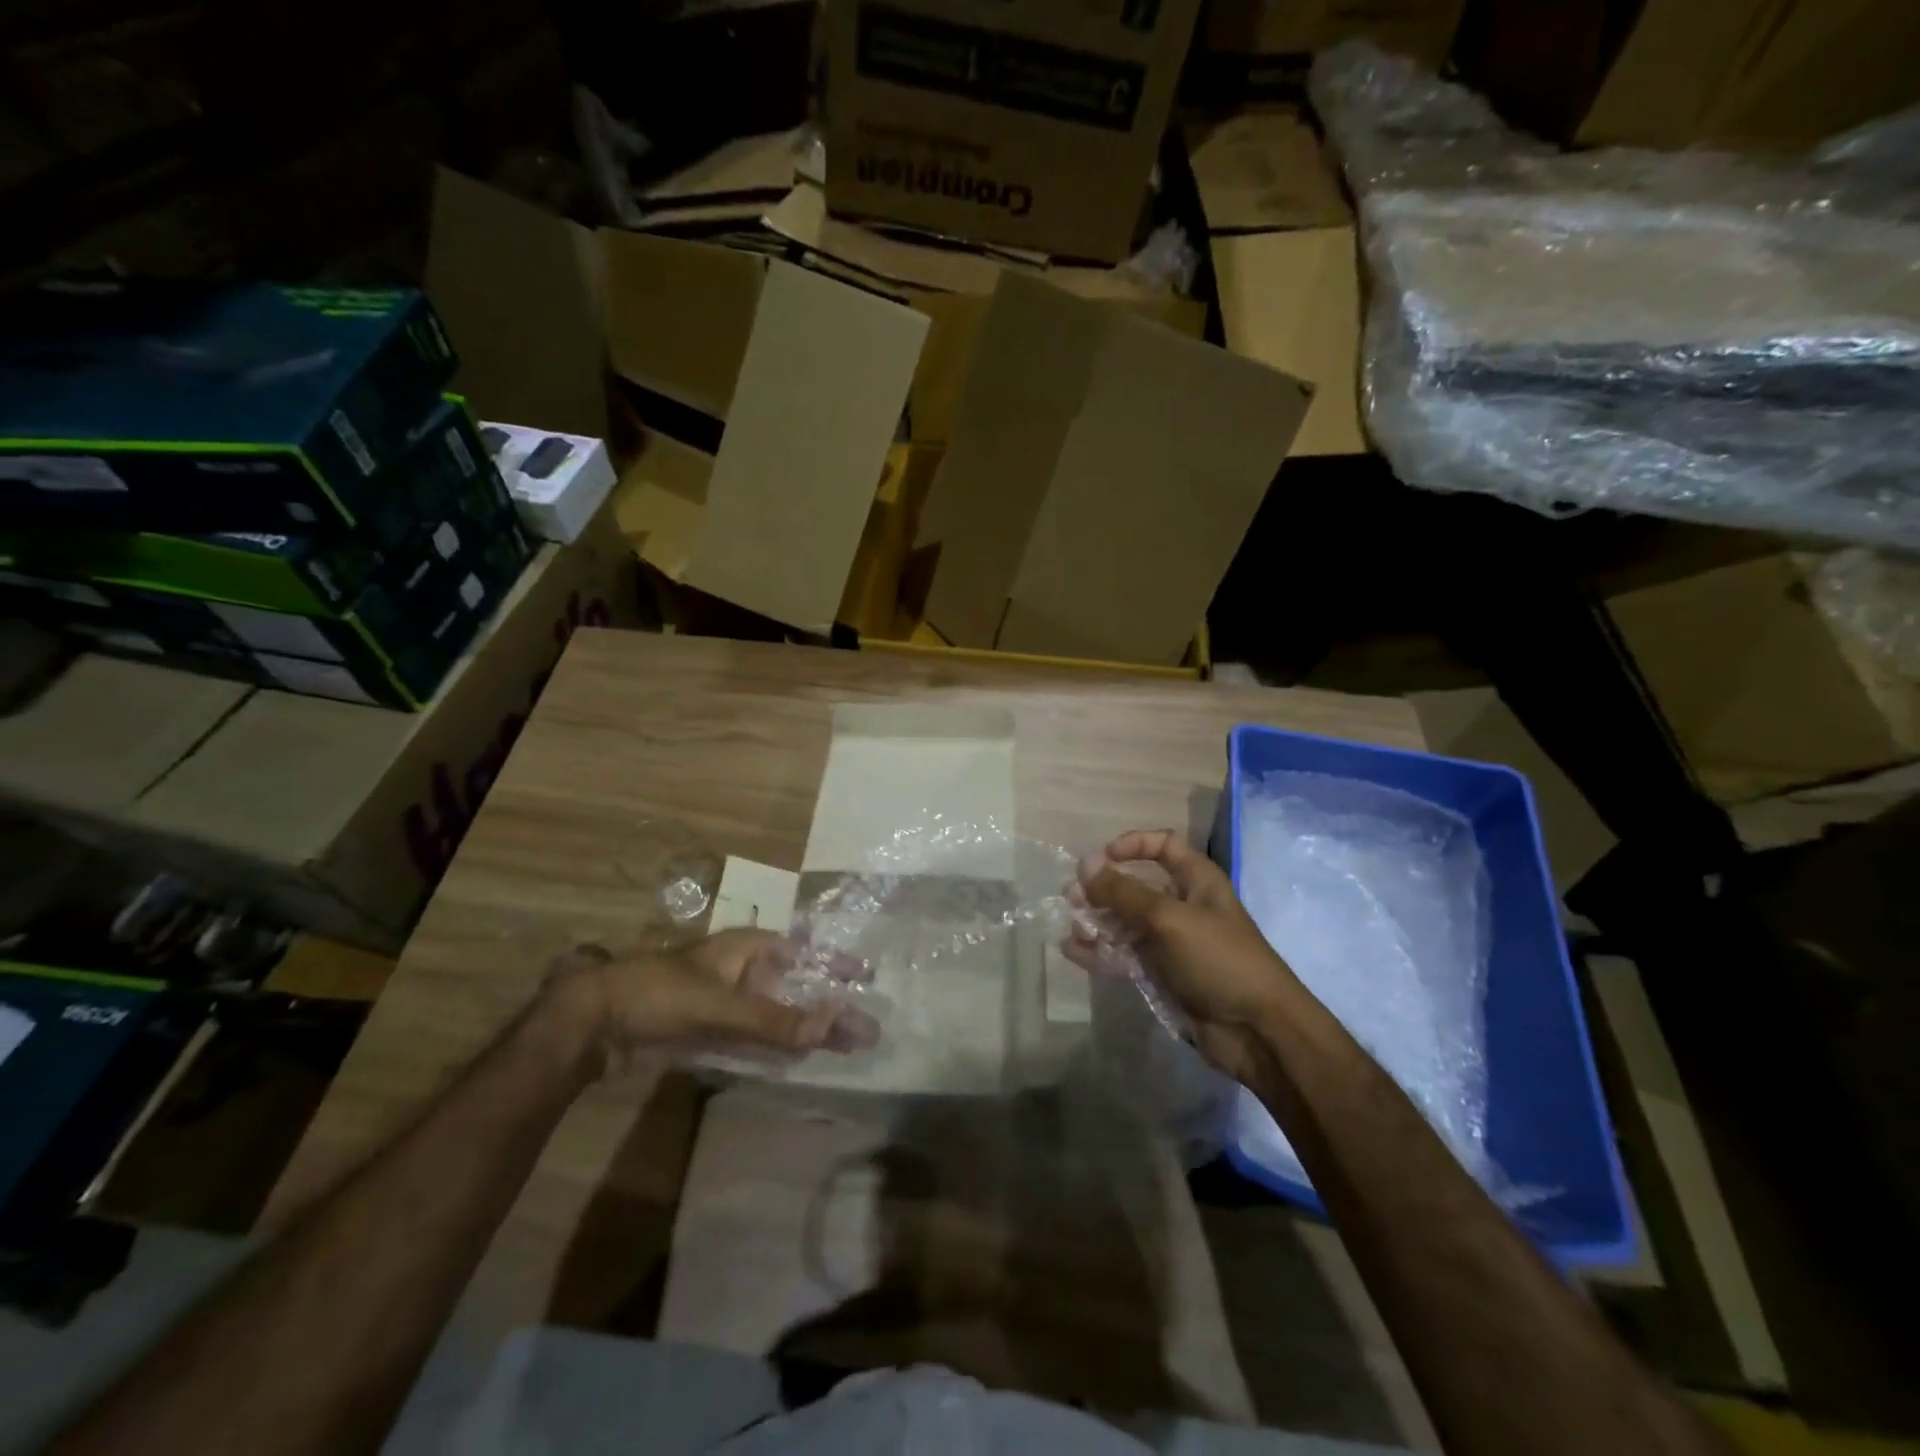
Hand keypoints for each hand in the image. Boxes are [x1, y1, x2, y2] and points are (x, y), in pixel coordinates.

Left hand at [547, 930, 879, 1077]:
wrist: (593, 1023)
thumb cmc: (659, 994)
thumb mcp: (719, 1004)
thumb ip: (773, 1019)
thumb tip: (830, 1026)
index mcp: (746, 949)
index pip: (802, 953)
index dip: (834, 965)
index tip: (866, 978)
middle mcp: (741, 972)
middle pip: (795, 988)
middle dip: (828, 1006)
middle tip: (866, 1028)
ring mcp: (725, 1004)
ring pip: (778, 1015)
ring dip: (807, 1029)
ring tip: (844, 1046)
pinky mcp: (710, 1032)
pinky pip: (755, 1037)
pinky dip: (778, 1046)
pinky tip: (799, 1059)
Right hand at [1063, 830, 1299, 1081]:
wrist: (1257, 1032)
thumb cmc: (1219, 960)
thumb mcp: (1169, 919)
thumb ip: (1124, 892)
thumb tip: (1084, 863)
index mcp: (1198, 882)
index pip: (1164, 846)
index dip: (1134, 845)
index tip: (1103, 858)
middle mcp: (1184, 907)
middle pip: (1137, 887)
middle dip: (1104, 890)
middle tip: (1072, 898)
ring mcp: (1172, 944)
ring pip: (1126, 924)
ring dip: (1098, 923)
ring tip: (1072, 930)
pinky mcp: (1163, 976)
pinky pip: (1125, 956)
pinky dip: (1101, 952)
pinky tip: (1075, 952)